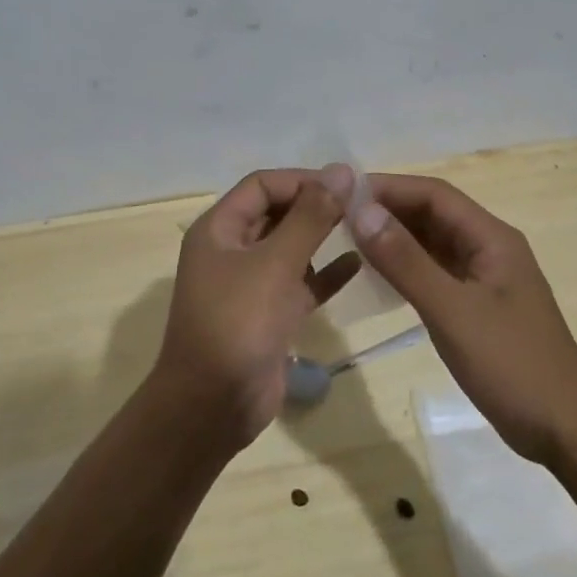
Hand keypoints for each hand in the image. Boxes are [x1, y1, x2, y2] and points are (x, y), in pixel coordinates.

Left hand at [154, 166, 360, 445]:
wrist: (212, 405)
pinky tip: (358, 264)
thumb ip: (310, 217)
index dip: (302, 180)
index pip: (262, 186)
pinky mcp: (268, 316)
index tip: (346, 185)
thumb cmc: (237, 324)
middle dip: (315, 207)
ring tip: (364, 229)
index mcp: (219, 230)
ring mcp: (249, 285)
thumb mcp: (275, 264)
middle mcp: (231, 251)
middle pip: (276, 214)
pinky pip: (300, 284)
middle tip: (362, 206)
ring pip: (290, 249)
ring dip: (321, 238)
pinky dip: (325, 274)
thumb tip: (341, 171)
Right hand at [351, 174, 576, 465]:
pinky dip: (405, 268)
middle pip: (432, 214)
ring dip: (394, 238)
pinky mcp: (477, 306)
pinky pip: (435, 272)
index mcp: (492, 238)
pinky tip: (377, 277)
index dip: (388, 187)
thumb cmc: (512, 365)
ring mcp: (484, 279)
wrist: (564, 429)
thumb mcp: (452, 311)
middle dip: (387, 210)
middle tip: (335, 216)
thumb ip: (406, 261)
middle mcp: (489, 248)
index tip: (341, 193)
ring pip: (432, 243)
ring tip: (346, 240)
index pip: (434, 194)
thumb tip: (362, 211)